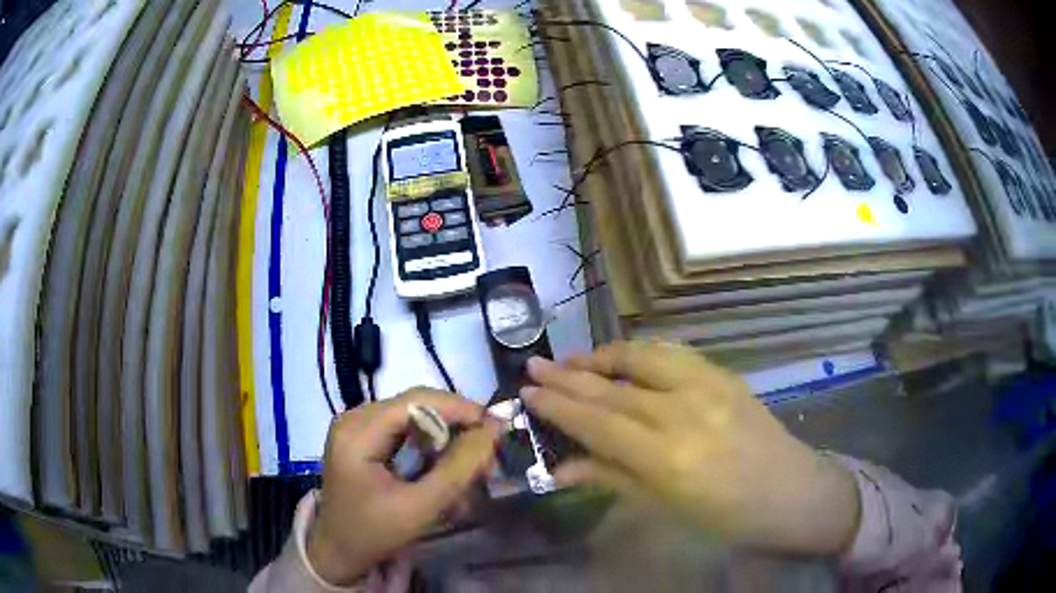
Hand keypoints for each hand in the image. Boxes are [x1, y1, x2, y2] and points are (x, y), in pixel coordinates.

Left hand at [307, 388, 500, 585]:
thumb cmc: (373, 533)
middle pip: (416, 404)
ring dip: (446, 434)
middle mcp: (354, 418)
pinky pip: (405, 428)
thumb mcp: (419, 507)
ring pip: (414, 415)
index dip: (460, 408)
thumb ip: (457, 469)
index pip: (416, 400)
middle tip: (489, 449)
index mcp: (358, 432)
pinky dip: (431, 444)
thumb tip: (493, 431)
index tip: (497, 428)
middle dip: (456, 423)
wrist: (338, 551)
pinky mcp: (363, 438)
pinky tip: (445, 465)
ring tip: (472, 461)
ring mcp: (357, 426)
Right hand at [523, 342, 860, 556]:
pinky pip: (673, 352)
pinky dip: (640, 351)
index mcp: (666, 456)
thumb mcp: (664, 508)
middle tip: (534, 365)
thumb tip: (560, 467)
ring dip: (602, 356)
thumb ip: (611, 478)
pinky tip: (624, 358)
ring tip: (574, 360)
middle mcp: (683, 411)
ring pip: (642, 356)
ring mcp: (708, 385)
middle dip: (568, 374)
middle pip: (612, 385)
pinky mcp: (724, 374)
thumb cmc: (726, 517)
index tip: (526, 392)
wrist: (791, 492)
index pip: (596, 421)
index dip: (557, 405)